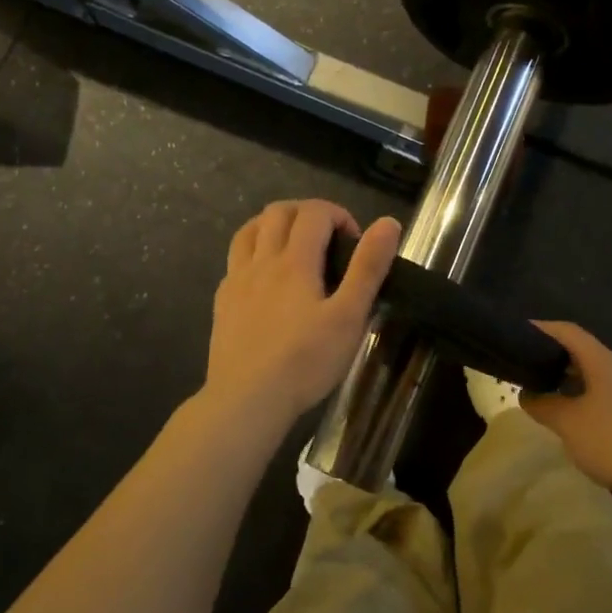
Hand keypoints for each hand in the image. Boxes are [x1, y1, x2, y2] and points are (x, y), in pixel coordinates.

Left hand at [200, 200, 402, 434]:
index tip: (354, 241)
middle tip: (328, 238)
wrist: (247, 400)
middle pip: (278, 212)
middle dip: (306, 212)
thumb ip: (368, 268)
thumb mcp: (349, 316)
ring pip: (249, 230)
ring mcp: (237, 281)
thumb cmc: (305, 360)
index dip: (338, 214)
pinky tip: (264, 277)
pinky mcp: (222, 303)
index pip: (314, 213)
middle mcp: (262, 261)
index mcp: (295, 261)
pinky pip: (235, 260)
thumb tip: (388, 223)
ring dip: (274, 225)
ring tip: (294, 245)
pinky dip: (253, 252)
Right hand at [522, 323, 611, 498]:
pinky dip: (591, 402)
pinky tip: (582, 424)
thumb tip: (526, 394)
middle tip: (530, 369)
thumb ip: (544, 405)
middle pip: (586, 354)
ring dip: (574, 383)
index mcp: (604, 362)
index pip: (569, 332)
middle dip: (557, 359)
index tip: (519, 333)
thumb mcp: (569, 424)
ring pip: (601, 378)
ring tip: (552, 397)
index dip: (543, 328)